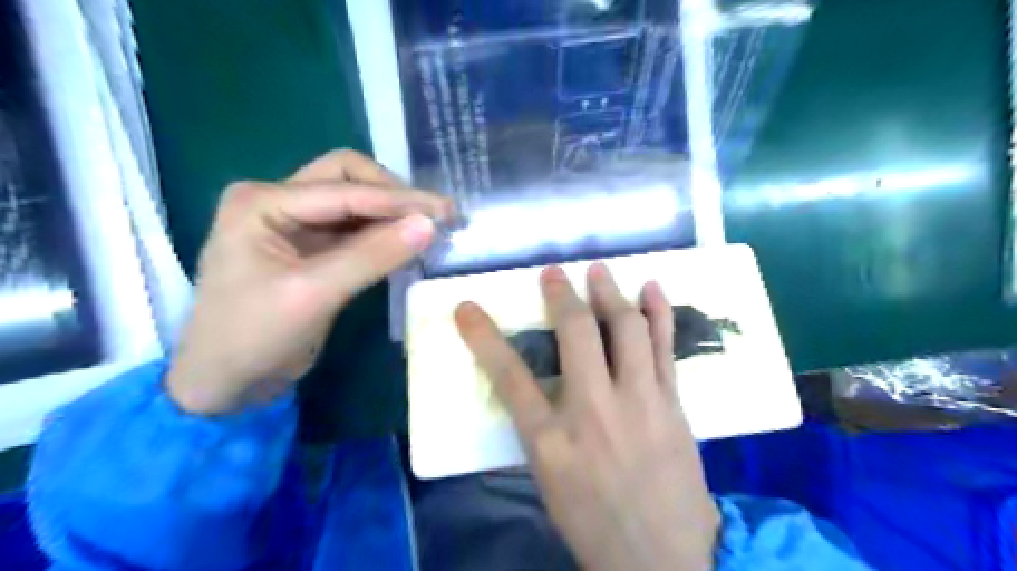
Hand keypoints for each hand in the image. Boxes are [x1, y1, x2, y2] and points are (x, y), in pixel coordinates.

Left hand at [168, 149, 449, 411]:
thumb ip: (372, 256)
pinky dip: (383, 233)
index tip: (444, 212)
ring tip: (431, 227)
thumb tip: (429, 225)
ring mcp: (294, 223)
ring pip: (354, 201)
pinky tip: (407, 243)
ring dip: (391, 212)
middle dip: (392, 194)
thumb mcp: (314, 294)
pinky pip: (354, 229)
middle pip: (347, 178)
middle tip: (434, 216)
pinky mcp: (311, 247)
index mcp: (262, 201)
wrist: (226, 383)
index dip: (397, 200)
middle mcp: (278, 201)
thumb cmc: (253, 337)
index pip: (343, 189)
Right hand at [452, 264, 721, 570]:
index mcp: (551, 440)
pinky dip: (659, 312)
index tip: (467, 307)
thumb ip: (537, 428)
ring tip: (599, 270)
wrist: (663, 558)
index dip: (483, 337)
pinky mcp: (672, 403)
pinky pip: (665, 347)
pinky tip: (652, 287)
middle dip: (561, 296)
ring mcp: (639, 402)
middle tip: (554, 273)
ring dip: (610, 293)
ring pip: (625, 330)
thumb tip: (531, 388)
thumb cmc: (592, 520)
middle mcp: (594, 411)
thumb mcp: (546, 480)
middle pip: (575, 335)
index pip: (508, 376)